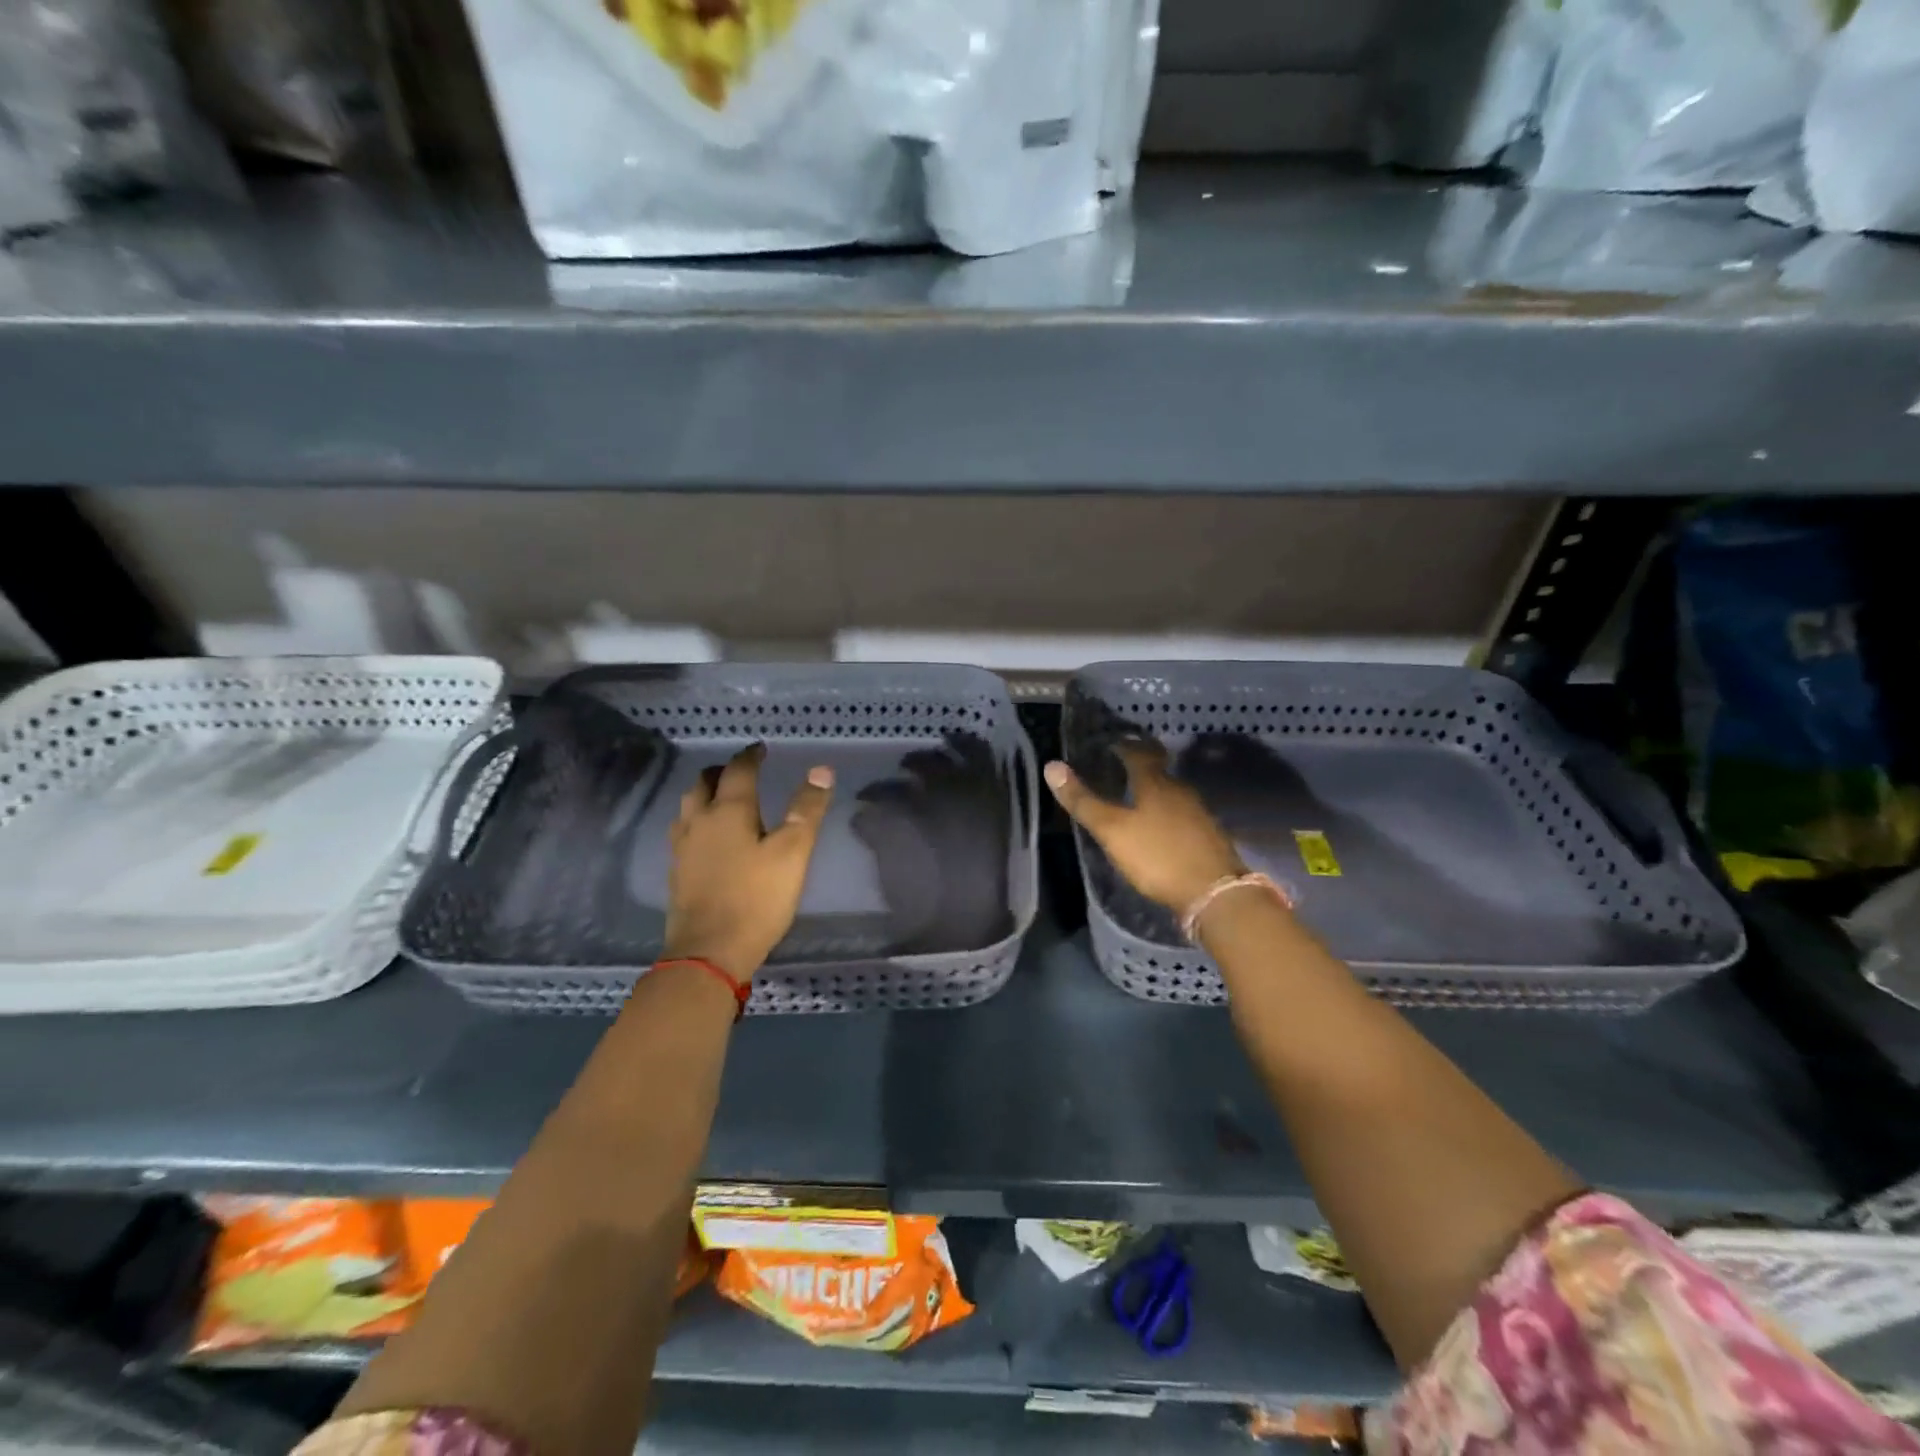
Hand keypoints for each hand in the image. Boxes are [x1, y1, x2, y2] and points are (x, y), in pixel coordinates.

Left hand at [665, 744, 833, 978]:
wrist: (709, 952)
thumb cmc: (757, 898)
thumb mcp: (793, 852)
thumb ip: (807, 810)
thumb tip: (821, 769)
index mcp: (729, 811)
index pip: (738, 770)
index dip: (750, 756)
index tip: (760, 749)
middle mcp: (699, 821)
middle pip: (703, 783)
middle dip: (722, 771)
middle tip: (740, 770)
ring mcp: (683, 848)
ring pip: (688, 806)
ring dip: (704, 793)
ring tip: (721, 797)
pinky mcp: (677, 872)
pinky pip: (683, 831)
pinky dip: (697, 820)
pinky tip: (707, 836)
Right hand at [1045, 741, 1244, 912]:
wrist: (1214, 893)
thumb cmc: (1157, 856)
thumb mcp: (1112, 830)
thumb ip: (1083, 800)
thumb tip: (1051, 765)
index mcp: (1155, 783)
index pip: (1137, 753)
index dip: (1122, 746)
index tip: (1109, 743)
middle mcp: (1180, 790)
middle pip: (1157, 772)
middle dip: (1137, 770)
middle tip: (1116, 772)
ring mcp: (1198, 813)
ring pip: (1170, 795)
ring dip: (1153, 794)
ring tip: (1133, 801)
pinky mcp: (1208, 836)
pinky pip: (1182, 816)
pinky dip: (1167, 816)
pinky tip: (1158, 829)